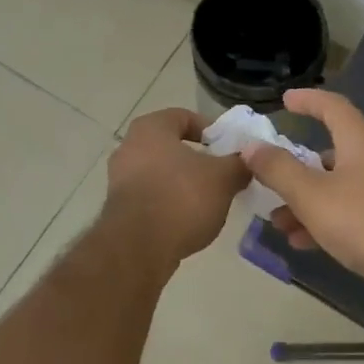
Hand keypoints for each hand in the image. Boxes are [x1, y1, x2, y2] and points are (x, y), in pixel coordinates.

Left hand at [103, 108, 248, 265]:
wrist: (138, 247)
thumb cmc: (181, 198)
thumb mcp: (223, 178)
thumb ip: (238, 164)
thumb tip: (246, 161)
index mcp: (150, 128)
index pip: (183, 117)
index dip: (210, 129)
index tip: (228, 148)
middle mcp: (129, 146)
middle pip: (170, 145)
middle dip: (197, 159)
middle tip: (222, 174)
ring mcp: (119, 178)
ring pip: (160, 172)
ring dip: (183, 183)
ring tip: (208, 200)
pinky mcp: (117, 207)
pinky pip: (150, 195)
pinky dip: (169, 202)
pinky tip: (187, 219)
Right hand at [242, 89, 363, 317]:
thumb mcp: (312, 195)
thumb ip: (278, 169)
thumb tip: (251, 146)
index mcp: (360, 142)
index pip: (332, 106)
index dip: (307, 100)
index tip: (285, 100)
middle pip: (332, 151)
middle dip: (297, 165)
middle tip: (270, 175)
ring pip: (338, 186)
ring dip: (306, 200)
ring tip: (279, 221)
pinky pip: (352, 211)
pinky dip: (326, 220)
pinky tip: (305, 243)